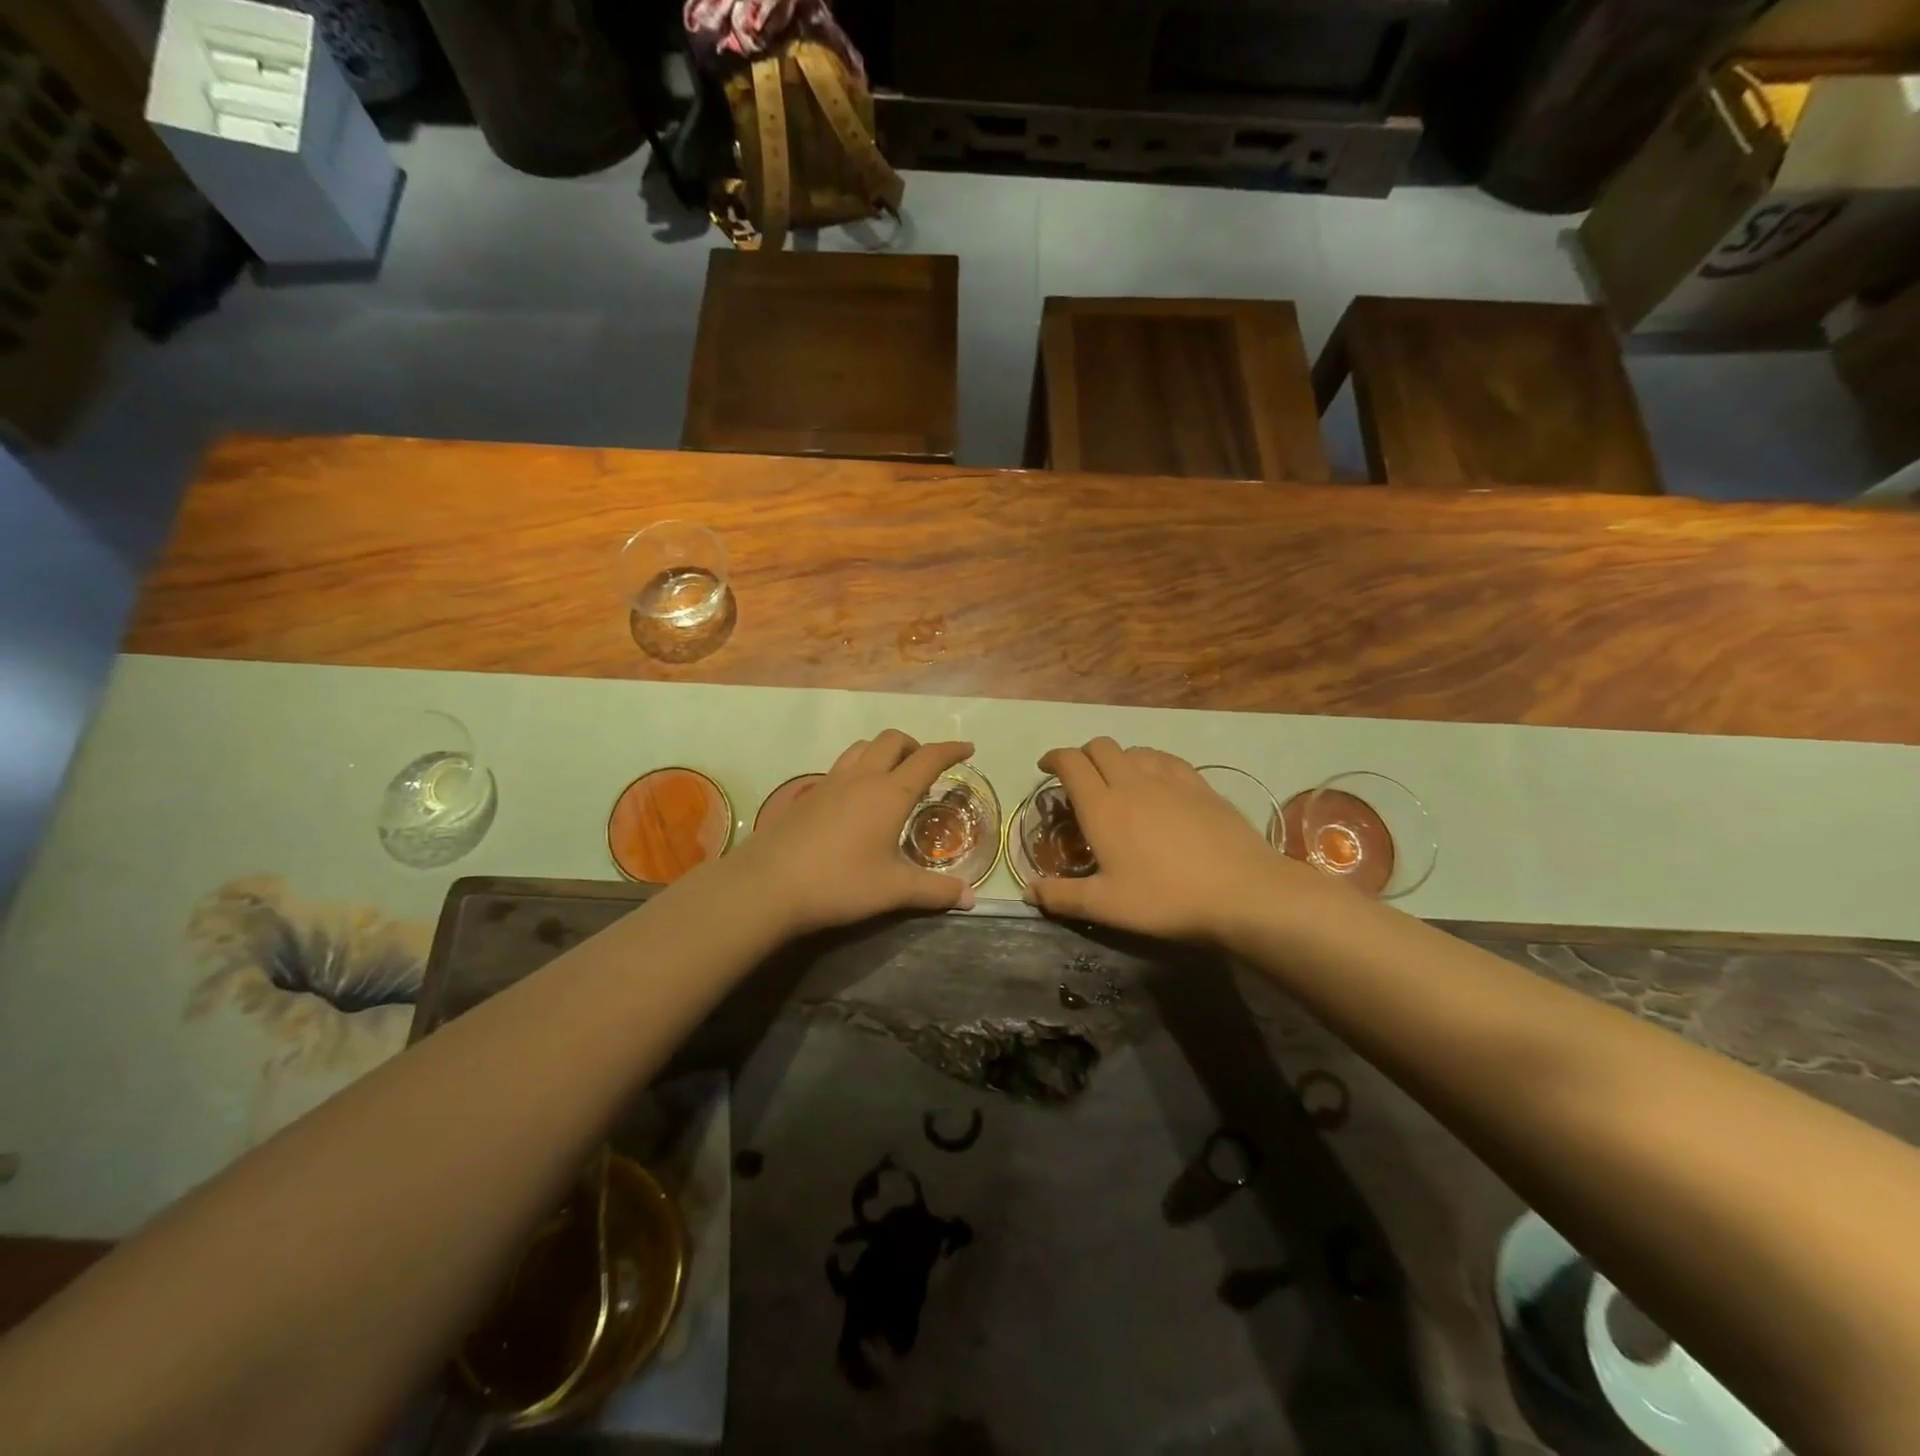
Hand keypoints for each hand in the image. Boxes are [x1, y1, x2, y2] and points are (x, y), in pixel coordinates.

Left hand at [730, 730, 976, 935]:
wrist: (769, 884)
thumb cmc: (840, 883)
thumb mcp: (894, 890)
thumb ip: (935, 891)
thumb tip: (971, 898)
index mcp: (890, 793)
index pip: (928, 758)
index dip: (951, 750)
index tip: (968, 749)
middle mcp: (862, 777)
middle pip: (892, 740)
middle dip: (915, 746)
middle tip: (926, 768)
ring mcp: (830, 782)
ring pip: (862, 747)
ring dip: (883, 751)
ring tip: (892, 776)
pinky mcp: (807, 795)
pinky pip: (840, 766)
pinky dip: (859, 768)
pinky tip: (855, 800)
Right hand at [1026, 738, 1309, 941]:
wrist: (1241, 891)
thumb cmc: (1165, 899)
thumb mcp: (1106, 906)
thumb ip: (1061, 897)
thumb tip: (1027, 891)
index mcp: (1102, 806)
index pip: (1071, 762)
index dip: (1054, 758)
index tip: (1046, 768)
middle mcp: (1132, 782)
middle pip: (1101, 746)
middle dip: (1084, 755)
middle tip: (1081, 779)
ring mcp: (1170, 780)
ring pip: (1135, 750)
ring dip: (1118, 759)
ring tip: (1119, 783)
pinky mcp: (1201, 785)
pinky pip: (1167, 760)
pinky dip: (1151, 764)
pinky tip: (1159, 785)